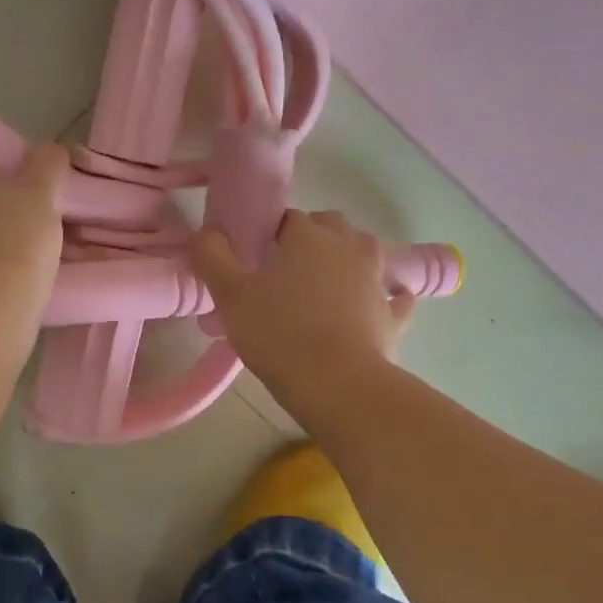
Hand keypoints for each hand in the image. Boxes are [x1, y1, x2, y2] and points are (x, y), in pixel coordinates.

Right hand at [191, 209, 415, 406]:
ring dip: (350, 254)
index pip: (287, 218)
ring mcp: (375, 280)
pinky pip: (395, 296)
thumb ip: (212, 257)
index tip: (254, 256)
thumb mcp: (230, 295)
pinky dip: (389, 294)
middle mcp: (347, 247)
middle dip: (312, 235)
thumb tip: (207, 231)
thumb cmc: (278, 333)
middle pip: (331, 225)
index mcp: (308, 236)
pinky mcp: (392, 315)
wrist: (336, 384)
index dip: (268, 233)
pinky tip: (382, 301)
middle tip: (286, 265)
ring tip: (328, 277)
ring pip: (367, 250)